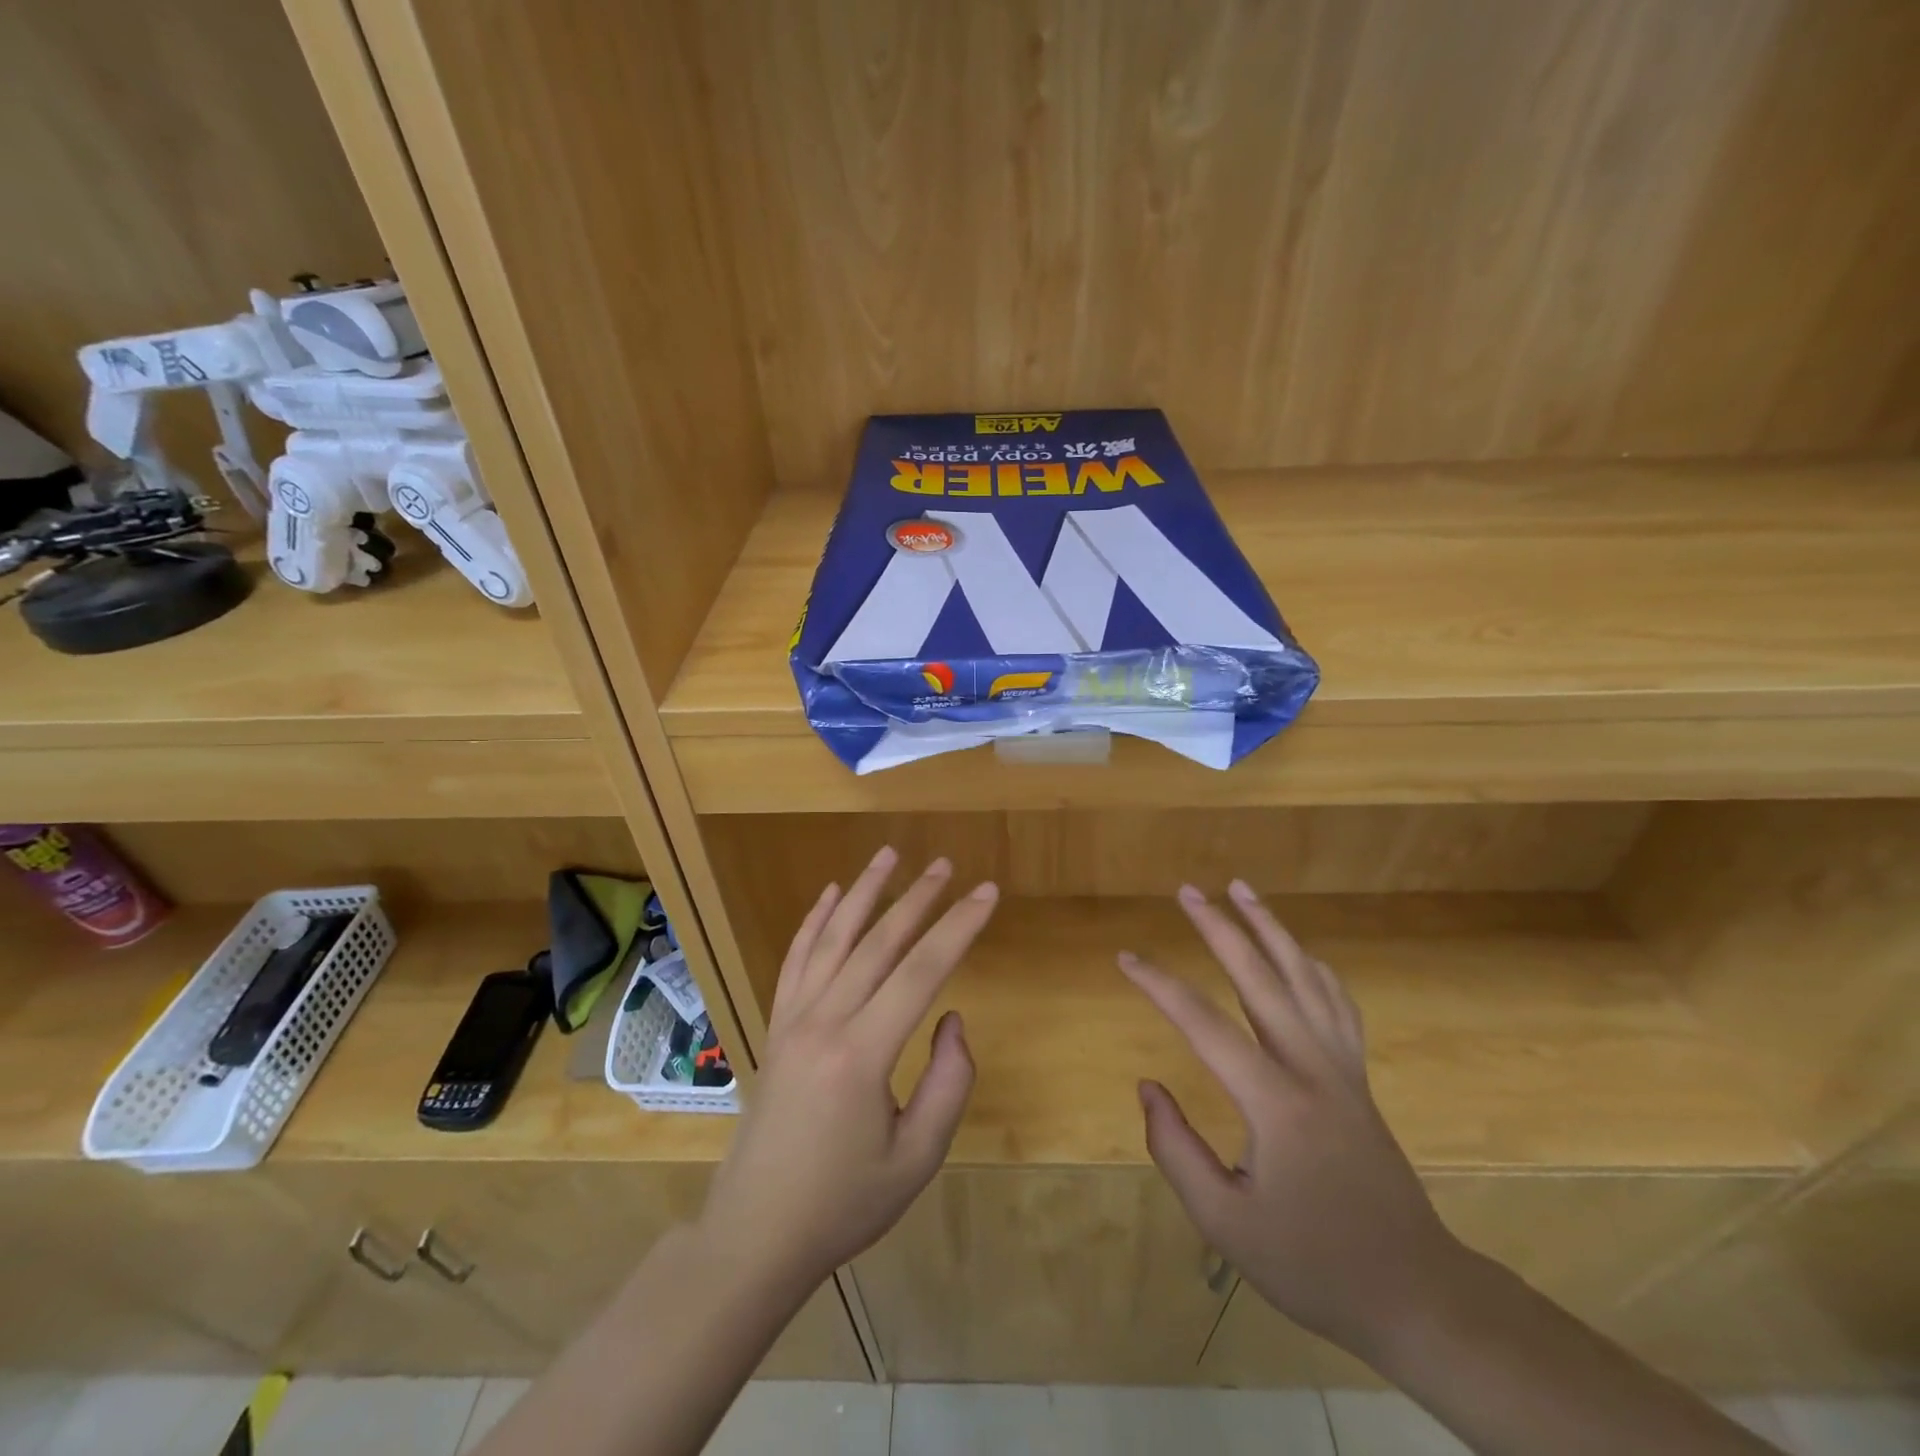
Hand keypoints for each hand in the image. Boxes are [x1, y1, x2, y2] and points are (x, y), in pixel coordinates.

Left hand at [700, 847, 997, 1297]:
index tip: (987, 893)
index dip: (959, 927)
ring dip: (864, 893)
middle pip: (878, 943)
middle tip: (946, 864)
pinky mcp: (776, 1027)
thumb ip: (948, 1082)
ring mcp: (793, 1020)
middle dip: (918, 898)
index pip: (921, 971)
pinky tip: (830, 895)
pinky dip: (813, 922)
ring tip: (889, 855)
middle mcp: (824, 1021)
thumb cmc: (844, 1204)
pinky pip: (795, 960)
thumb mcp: (917, 1158)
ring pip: (833, 939)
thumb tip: (951, 1017)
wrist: (756, 1235)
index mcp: (862, 1054)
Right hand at [1120, 880, 1466, 1359]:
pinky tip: (1298, 952)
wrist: (1417, 1293)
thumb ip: (1176, 1151)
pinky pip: (1337, 1003)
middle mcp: (1312, 1068)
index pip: (1204, 1024)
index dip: (1159, 985)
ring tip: (1242, 889)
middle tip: (1188, 890)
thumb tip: (1148, 1088)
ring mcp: (1342, 1068)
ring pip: (1305, 977)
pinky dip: (1313, 966)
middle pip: (1261, 978)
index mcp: (1275, 1102)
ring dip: (1271, 928)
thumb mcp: (1227, 1223)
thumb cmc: (1313, 1263)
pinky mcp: (1358, 1078)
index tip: (1125, 958)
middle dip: (1220, 928)